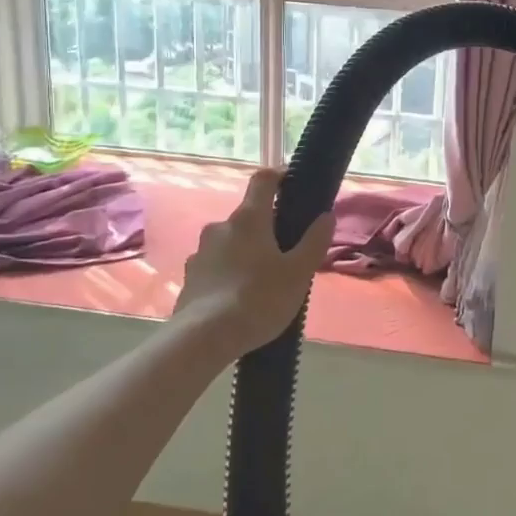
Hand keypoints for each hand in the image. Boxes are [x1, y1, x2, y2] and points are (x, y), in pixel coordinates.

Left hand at [172, 169, 334, 360]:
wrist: (203, 339)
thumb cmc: (259, 298)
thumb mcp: (299, 272)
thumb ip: (314, 241)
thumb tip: (326, 216)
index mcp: (249, 219)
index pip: (263, 179)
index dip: (279, 176)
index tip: (293, 185)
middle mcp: (220, 227)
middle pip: (248, 216)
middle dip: (266, 228)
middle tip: (286, 253)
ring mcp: (200, 253)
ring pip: (231, 243)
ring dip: (246, 252)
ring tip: (262, 281)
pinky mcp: (189, 278)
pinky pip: (215, 266)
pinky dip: (229, 273)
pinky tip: (239, 299)